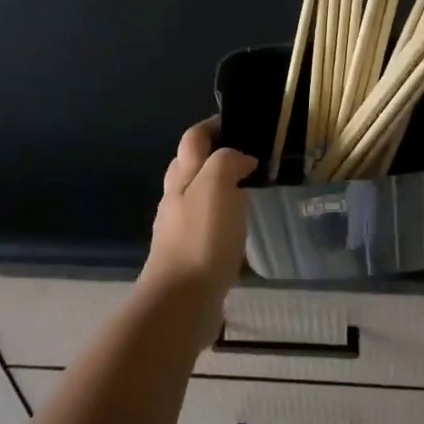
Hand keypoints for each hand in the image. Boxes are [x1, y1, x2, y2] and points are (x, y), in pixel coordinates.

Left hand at [143, 117, 257, 304]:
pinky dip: (221, 220)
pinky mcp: (189, 258)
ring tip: (247, 190)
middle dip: (210, 155)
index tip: (236, 122)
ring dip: (217, 189)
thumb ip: (227, 162)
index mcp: (181, 177)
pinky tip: (238, 230)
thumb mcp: (217, 185)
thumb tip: (240, 159)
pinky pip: (206, 228)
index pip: (193, 140)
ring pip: (196, 198)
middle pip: (188, 167)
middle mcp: (175, 200)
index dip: (211, 126)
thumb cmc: (201, 237)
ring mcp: (179, 230)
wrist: (182, 301)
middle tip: (244, 155)